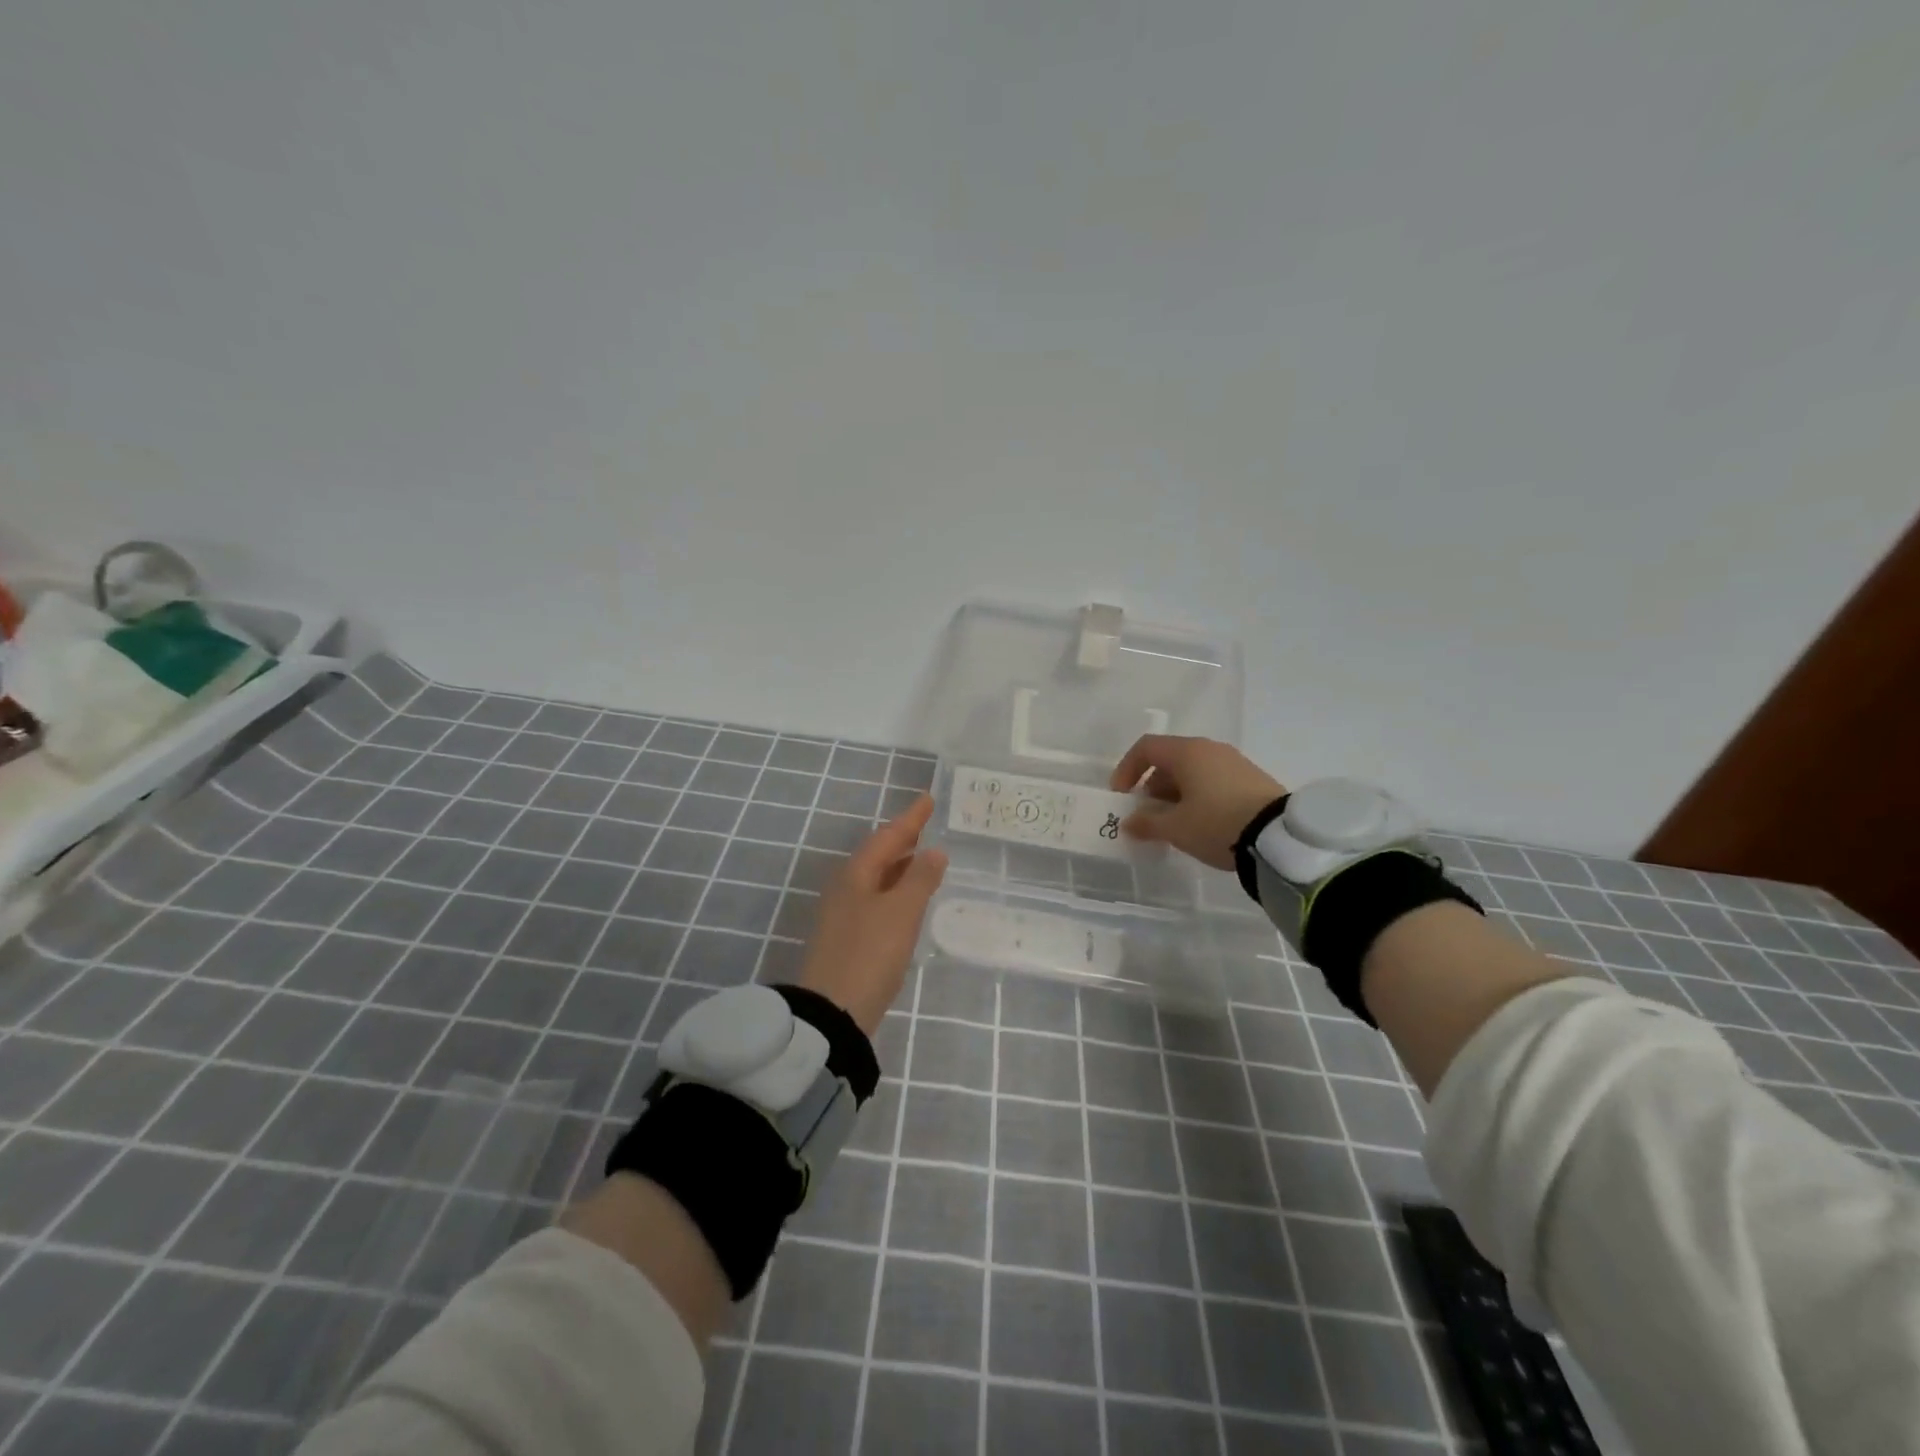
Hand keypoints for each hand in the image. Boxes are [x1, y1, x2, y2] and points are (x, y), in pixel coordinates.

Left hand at [797, 793, 947, 1035]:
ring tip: (923, 857)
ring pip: (877, 878)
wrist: (833, 1012)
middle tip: (926, 825)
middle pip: (878, 854)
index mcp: (856, 874)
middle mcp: (846, 888)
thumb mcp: (901, 912)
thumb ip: (920, 879)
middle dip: (903, 839)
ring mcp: (844, 914)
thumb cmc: (870, 953)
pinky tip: (909, 901)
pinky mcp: (849, 938)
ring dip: (900, 865)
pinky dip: (896, 890)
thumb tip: (934, 852)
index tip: (928, 798)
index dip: (911, 818)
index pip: (888, 836)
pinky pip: (876, 899)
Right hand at [1110, 735, 1286, 871]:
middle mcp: (1210, 749)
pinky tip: (1201, 824)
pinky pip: (1213, 781)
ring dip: (1175, 795)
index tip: (1122, 797)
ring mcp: (1234, 762)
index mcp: (1187, 752)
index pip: (1146, 748)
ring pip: (1192, 772)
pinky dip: (1198, 797)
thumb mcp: (1175, 828)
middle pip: (1169, 760)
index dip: (1127, 770)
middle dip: (1152, 787)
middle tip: (1147, 816)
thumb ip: (1146, 823)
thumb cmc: (1216, 824)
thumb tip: (1129, 823)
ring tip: (1174, 825)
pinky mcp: (1252, 779)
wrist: (1279, 838)